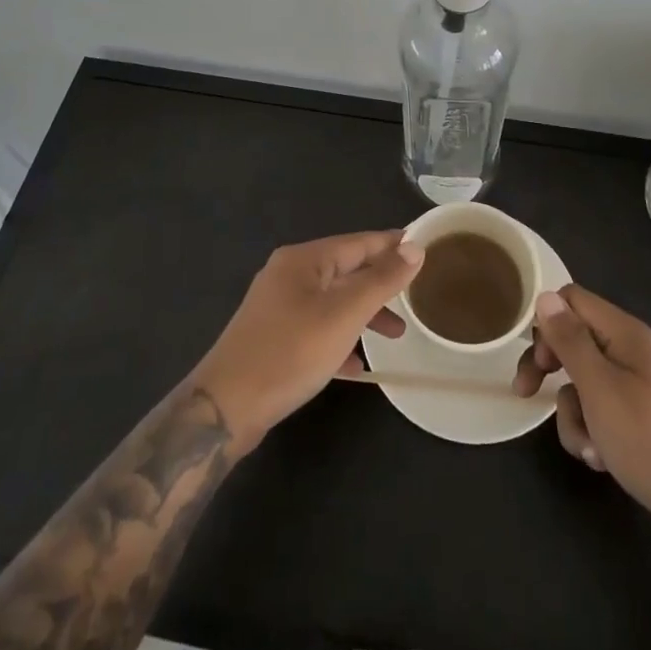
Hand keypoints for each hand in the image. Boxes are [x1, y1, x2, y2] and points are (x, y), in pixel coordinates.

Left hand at [192, 231, 424, 451]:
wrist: (225, 407)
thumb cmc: (290, 352)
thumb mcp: (344, 314)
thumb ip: (381, 280)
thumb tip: (415, 247)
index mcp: (304, 259)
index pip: (358, 242)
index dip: (392, 245)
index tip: (425, 248)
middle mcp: (288, 275)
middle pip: (345, 270)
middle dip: (380, 284)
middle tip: (415, 296)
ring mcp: (277, 307)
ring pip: (332, 302)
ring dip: (364, 314)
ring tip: (396, 335)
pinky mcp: (272, 338)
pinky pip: (316, 329)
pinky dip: (340, 339)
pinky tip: (357, 365)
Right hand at [513, 285, 650, 544]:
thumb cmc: (649, 439)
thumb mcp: (599, 388)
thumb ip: (570, 340)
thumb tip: (545, 296)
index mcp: (624, 333)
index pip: (571, 299)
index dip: (547, 322)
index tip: (535, 358)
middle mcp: (630, 350)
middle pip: (573, 340)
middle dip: (549, 370)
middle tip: (527, 393)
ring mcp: (636, 385)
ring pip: (582, 382)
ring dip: (573, 414)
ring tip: (587, 447)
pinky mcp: (639, 416)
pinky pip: (600, 410)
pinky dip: (592, 431)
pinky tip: (601, 459)